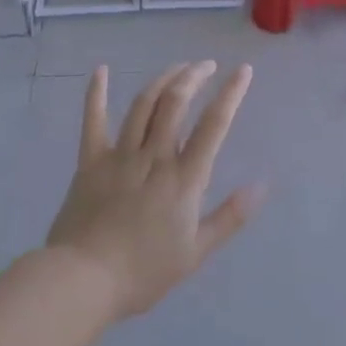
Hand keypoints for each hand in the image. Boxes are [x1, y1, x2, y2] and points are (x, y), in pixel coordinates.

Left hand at [47, 61, 261, 321]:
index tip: (243, 71)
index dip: (231, 94)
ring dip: (162, 80)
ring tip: (177, 68)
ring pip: (144, 105)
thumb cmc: (144, 272)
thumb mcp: (195, 252)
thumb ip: (229, 217)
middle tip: (206, 65)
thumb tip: (260, 187)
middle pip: (176, 103)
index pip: (213, 125)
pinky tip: (101, 71)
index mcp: (184, 179)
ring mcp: (120, 155)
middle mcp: (154, 157)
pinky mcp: (91, 161)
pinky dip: (96, 94)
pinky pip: (93, 121)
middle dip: (194, 76)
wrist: (84, 280)